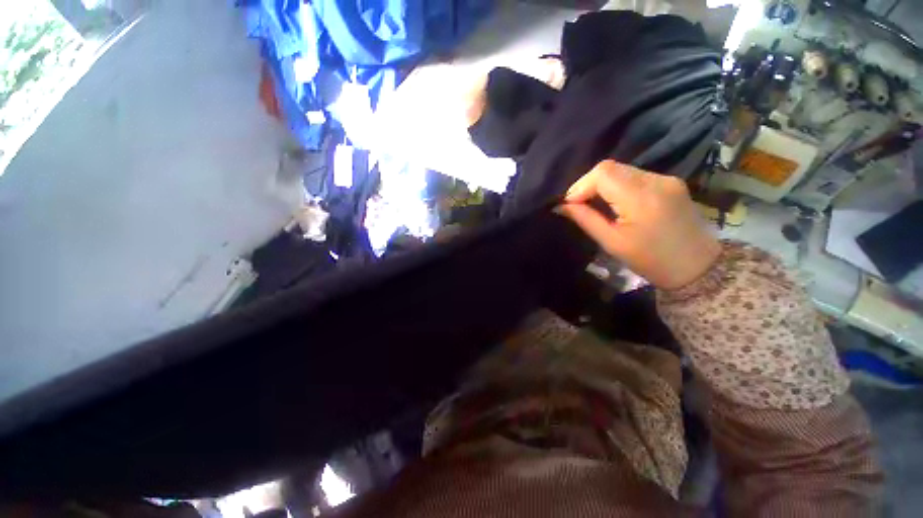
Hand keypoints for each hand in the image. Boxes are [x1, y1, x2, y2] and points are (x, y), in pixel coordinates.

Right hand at [557, 160, 720, 289]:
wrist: (697, 267)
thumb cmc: (650, 261)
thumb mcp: (612, 242)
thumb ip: (585, 219)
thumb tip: (561, 206)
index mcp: (641, 198)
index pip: (603, 172)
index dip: (581, 185)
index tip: (570, 204)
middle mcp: (656, 181)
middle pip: (611, 167)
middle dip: (588, 184)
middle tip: (578, 204)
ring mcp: (666, 179)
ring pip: (623, 170)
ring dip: (602, 184)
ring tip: (594, 204)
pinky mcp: (671, 182)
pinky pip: (635, 175)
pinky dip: (618, 185)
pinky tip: (615, 202)